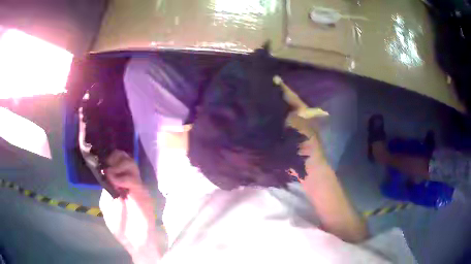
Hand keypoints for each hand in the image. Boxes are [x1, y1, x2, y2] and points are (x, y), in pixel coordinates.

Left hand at [99, 151, 159, 258]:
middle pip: (126, 158)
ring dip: (119, 165)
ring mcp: (136, 187)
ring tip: (112, 174)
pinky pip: (133, 180)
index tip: (105, 162)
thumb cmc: (120, 226)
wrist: (135, 241)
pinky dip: (123, 178)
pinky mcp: (143, 193)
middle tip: (109, 165)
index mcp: (119, 184)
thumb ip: (107, 188)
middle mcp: (128, 182)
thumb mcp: (106, 205)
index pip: (118, 162)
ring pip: (131, 165)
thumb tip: (108, 173)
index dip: (112, 158)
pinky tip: (116, 183)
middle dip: (116, 157)